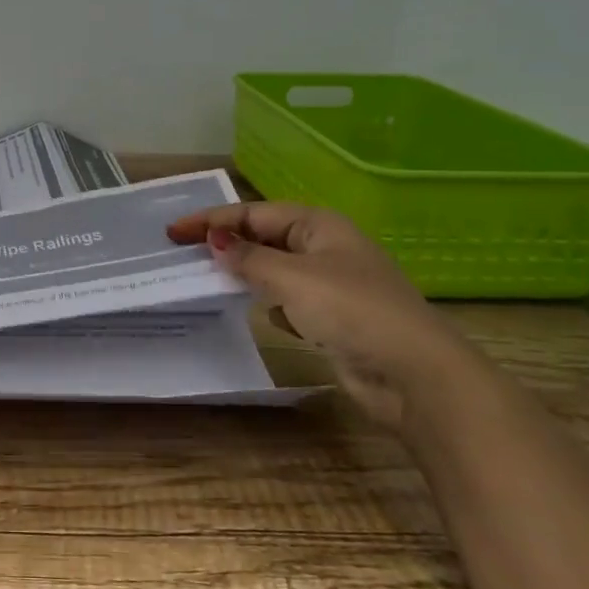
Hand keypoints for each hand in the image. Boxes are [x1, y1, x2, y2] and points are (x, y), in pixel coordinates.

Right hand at [167, 202, 476, 429]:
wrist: (415, 375)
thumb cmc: (351, 311)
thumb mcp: (292, 278)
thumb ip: (249, 259)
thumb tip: (215, 242)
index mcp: (318, 225)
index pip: (253, 213)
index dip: (211, 221)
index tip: (173, 232)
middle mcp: (325, 248)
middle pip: (264, 237)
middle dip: (226, 243)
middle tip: (183, 252)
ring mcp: (332, 284)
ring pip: (275, 270)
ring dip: (245, 272)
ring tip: (206, 278)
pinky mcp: (334, 319)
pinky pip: (288, 300)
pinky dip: (269, 302)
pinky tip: (258, 313)